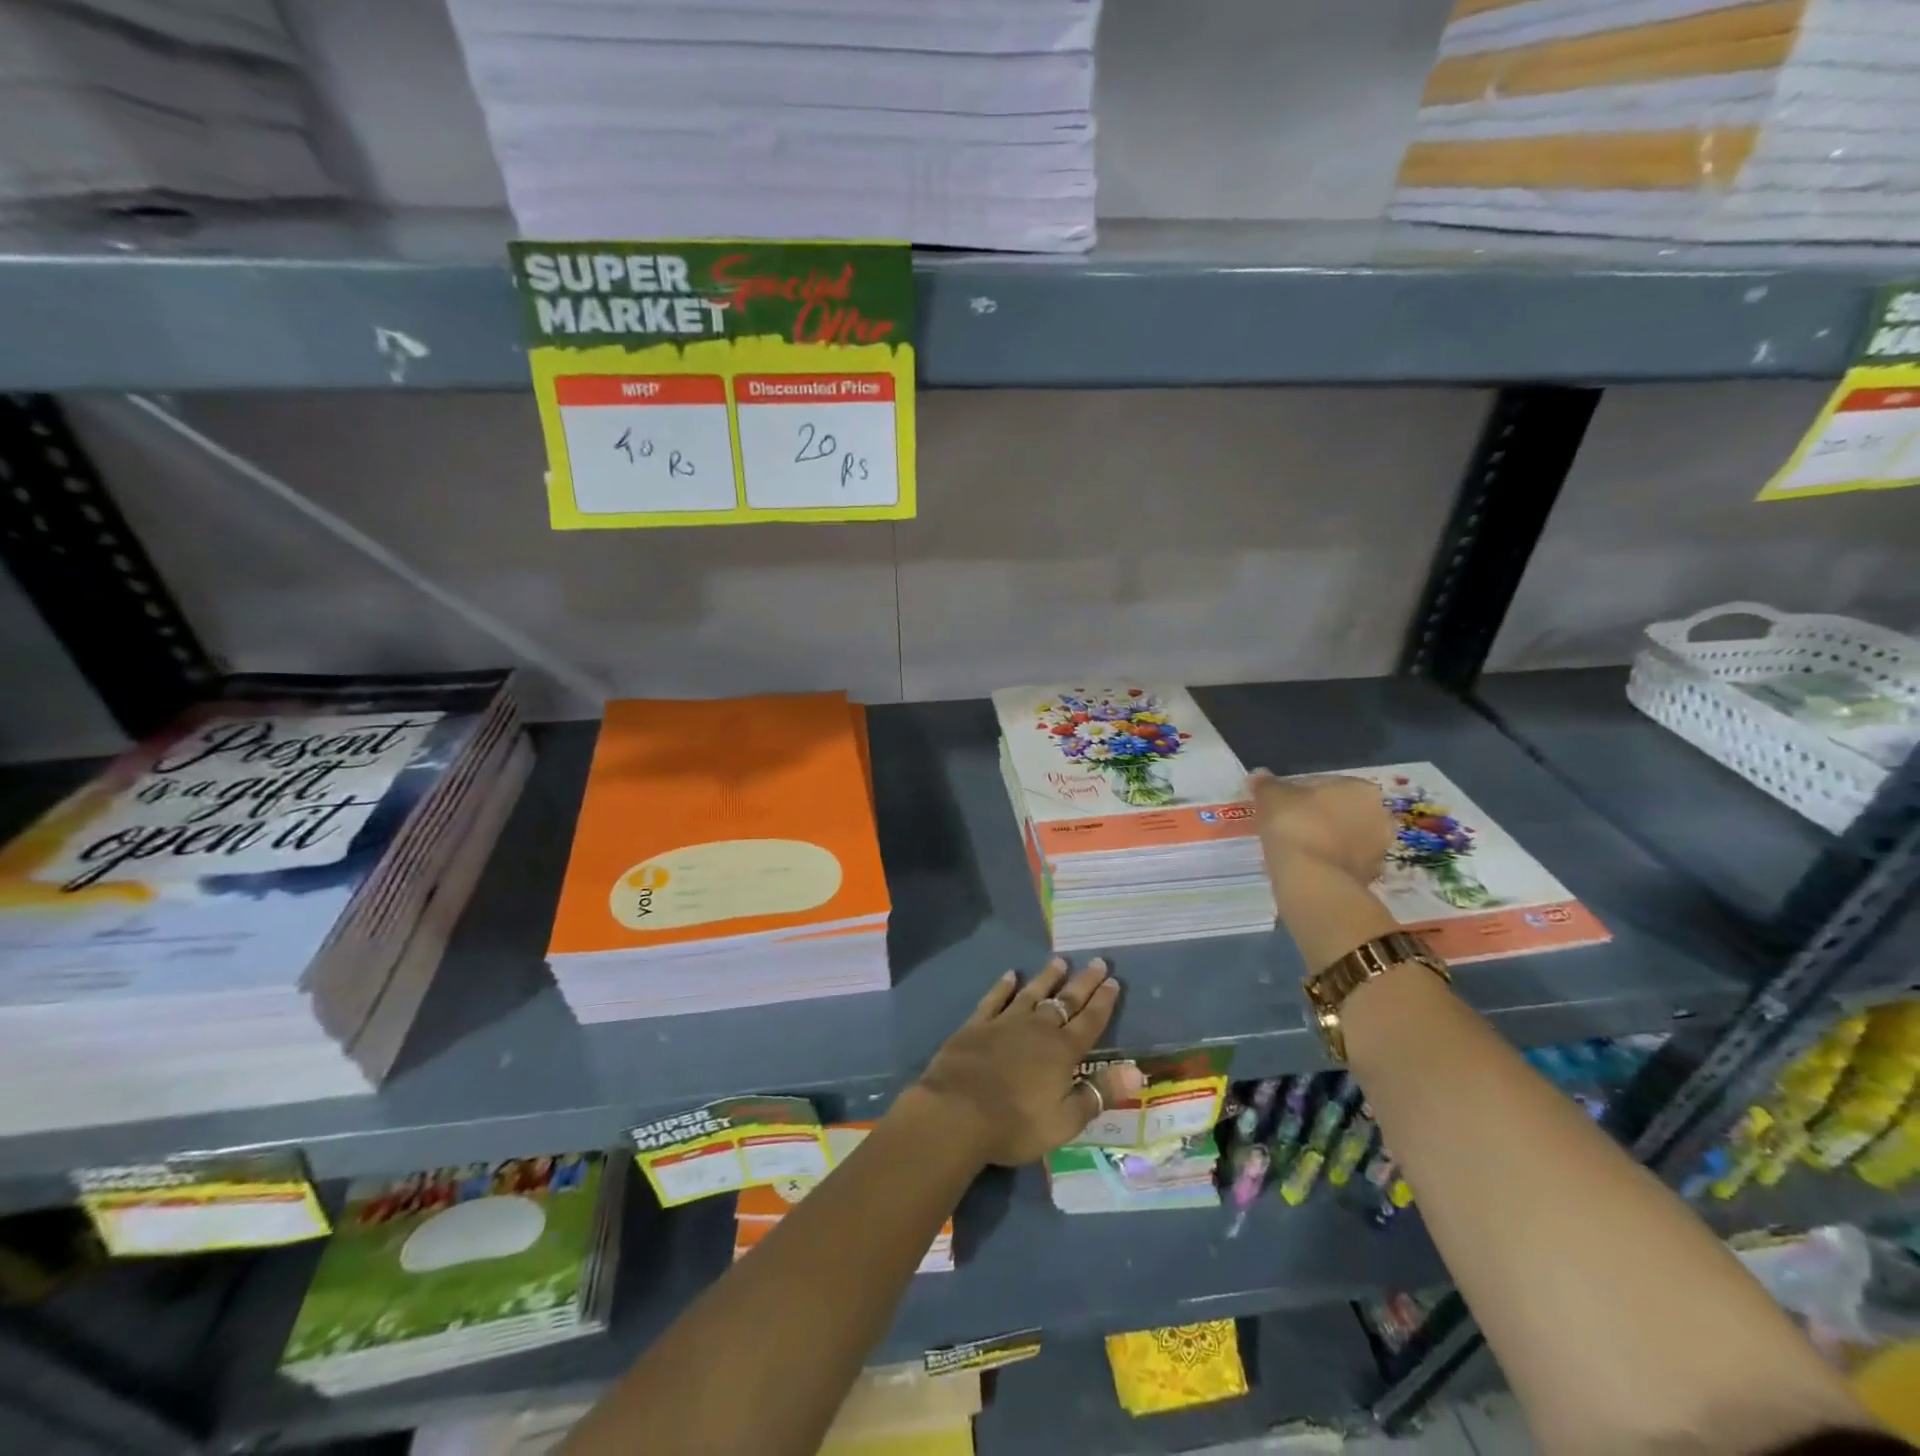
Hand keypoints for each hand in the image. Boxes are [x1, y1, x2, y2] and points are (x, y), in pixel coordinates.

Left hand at [909, 958, 1145, 1167]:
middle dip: (1083, 982)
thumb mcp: (1065, 1120)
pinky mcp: (977, 1025)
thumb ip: (1099, 1093)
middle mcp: (1037, 1029)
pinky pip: (994, 999)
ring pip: (1032, 993)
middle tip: (1097, 961)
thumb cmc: (1015, 1124)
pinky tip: (1010, 975)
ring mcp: (1005, 1023)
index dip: (1103, 1002)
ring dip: (1047, 978)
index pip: (1090, 1022)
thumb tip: (1136, 1070)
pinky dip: (1003, 986)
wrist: (956, 1112)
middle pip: (1065, 1001)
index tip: (1113, 981)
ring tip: (1060, 961)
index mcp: (1062, 1052)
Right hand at [1247, 769, 1393, 886]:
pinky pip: (1342, 862)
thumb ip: (1266, 784)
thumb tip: (1259, 775)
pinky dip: (1327, 861)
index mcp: (1360, 788)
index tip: (1278, 804)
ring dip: (1325, 840)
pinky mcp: (1370, 877)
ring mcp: (1378, 849)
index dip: (1297, 792)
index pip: (1324, 784)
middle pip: (1339, 811)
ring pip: (1343, 837)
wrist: (1312, 879)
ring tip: (1294, 848)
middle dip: (1317, 816)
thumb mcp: (1271, 797)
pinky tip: (1305, 865)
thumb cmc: (1294, 825)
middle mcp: (1379, 815)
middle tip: (1287, 825)